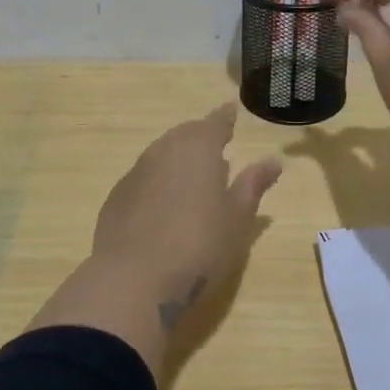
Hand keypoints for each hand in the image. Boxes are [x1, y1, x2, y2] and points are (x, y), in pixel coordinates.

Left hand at [91, 103, 281, 330]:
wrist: (134, 280)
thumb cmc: (199, 245)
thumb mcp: (237, 218)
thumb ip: (253, 185)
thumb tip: (273, 161)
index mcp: (197, 149)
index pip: (214, 123)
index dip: (225, 118)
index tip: (230, 110)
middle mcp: (163, 151)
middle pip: (184, 135)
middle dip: (200, 138)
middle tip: (215, 147)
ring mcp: (135, 174)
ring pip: (161, 156)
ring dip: (177, 161)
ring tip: (193, 177)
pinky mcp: (116, 199)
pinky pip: (143, 180)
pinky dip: (157, 184)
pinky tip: (164, 207)